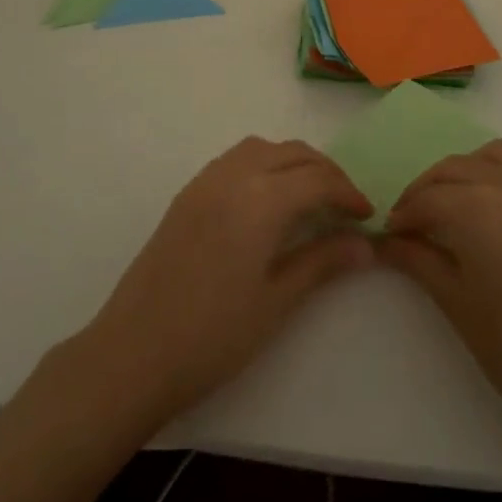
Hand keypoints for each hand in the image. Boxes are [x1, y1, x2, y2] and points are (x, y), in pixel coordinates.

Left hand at [71, 138, 373, 427]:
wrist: (134, 352)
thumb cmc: (213, 335)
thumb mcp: (277, 301)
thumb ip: (322, 262)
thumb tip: (366, 245)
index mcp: (261, 199)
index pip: (318, 178)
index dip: (348, 193)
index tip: (368, 217)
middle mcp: (234, 175)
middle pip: (292, 153)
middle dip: (326, 172)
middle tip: (345, 205)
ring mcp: (205, 181)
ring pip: (262, 149)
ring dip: (292, 162)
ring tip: (309, 197)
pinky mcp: (187, 194)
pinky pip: (235, 159)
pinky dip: (263, 164)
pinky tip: (267, 201)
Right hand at [381, 141, 501, 464]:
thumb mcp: (457, 304)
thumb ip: (417, 259)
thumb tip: (384, 240)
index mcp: (481, 210)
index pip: (428, 199)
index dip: (405, 215)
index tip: (392, 233)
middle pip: (456, 168)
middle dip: (428, 190)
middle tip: (416, 220)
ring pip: (498, 155)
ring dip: (470, 171)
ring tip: (461, 202)